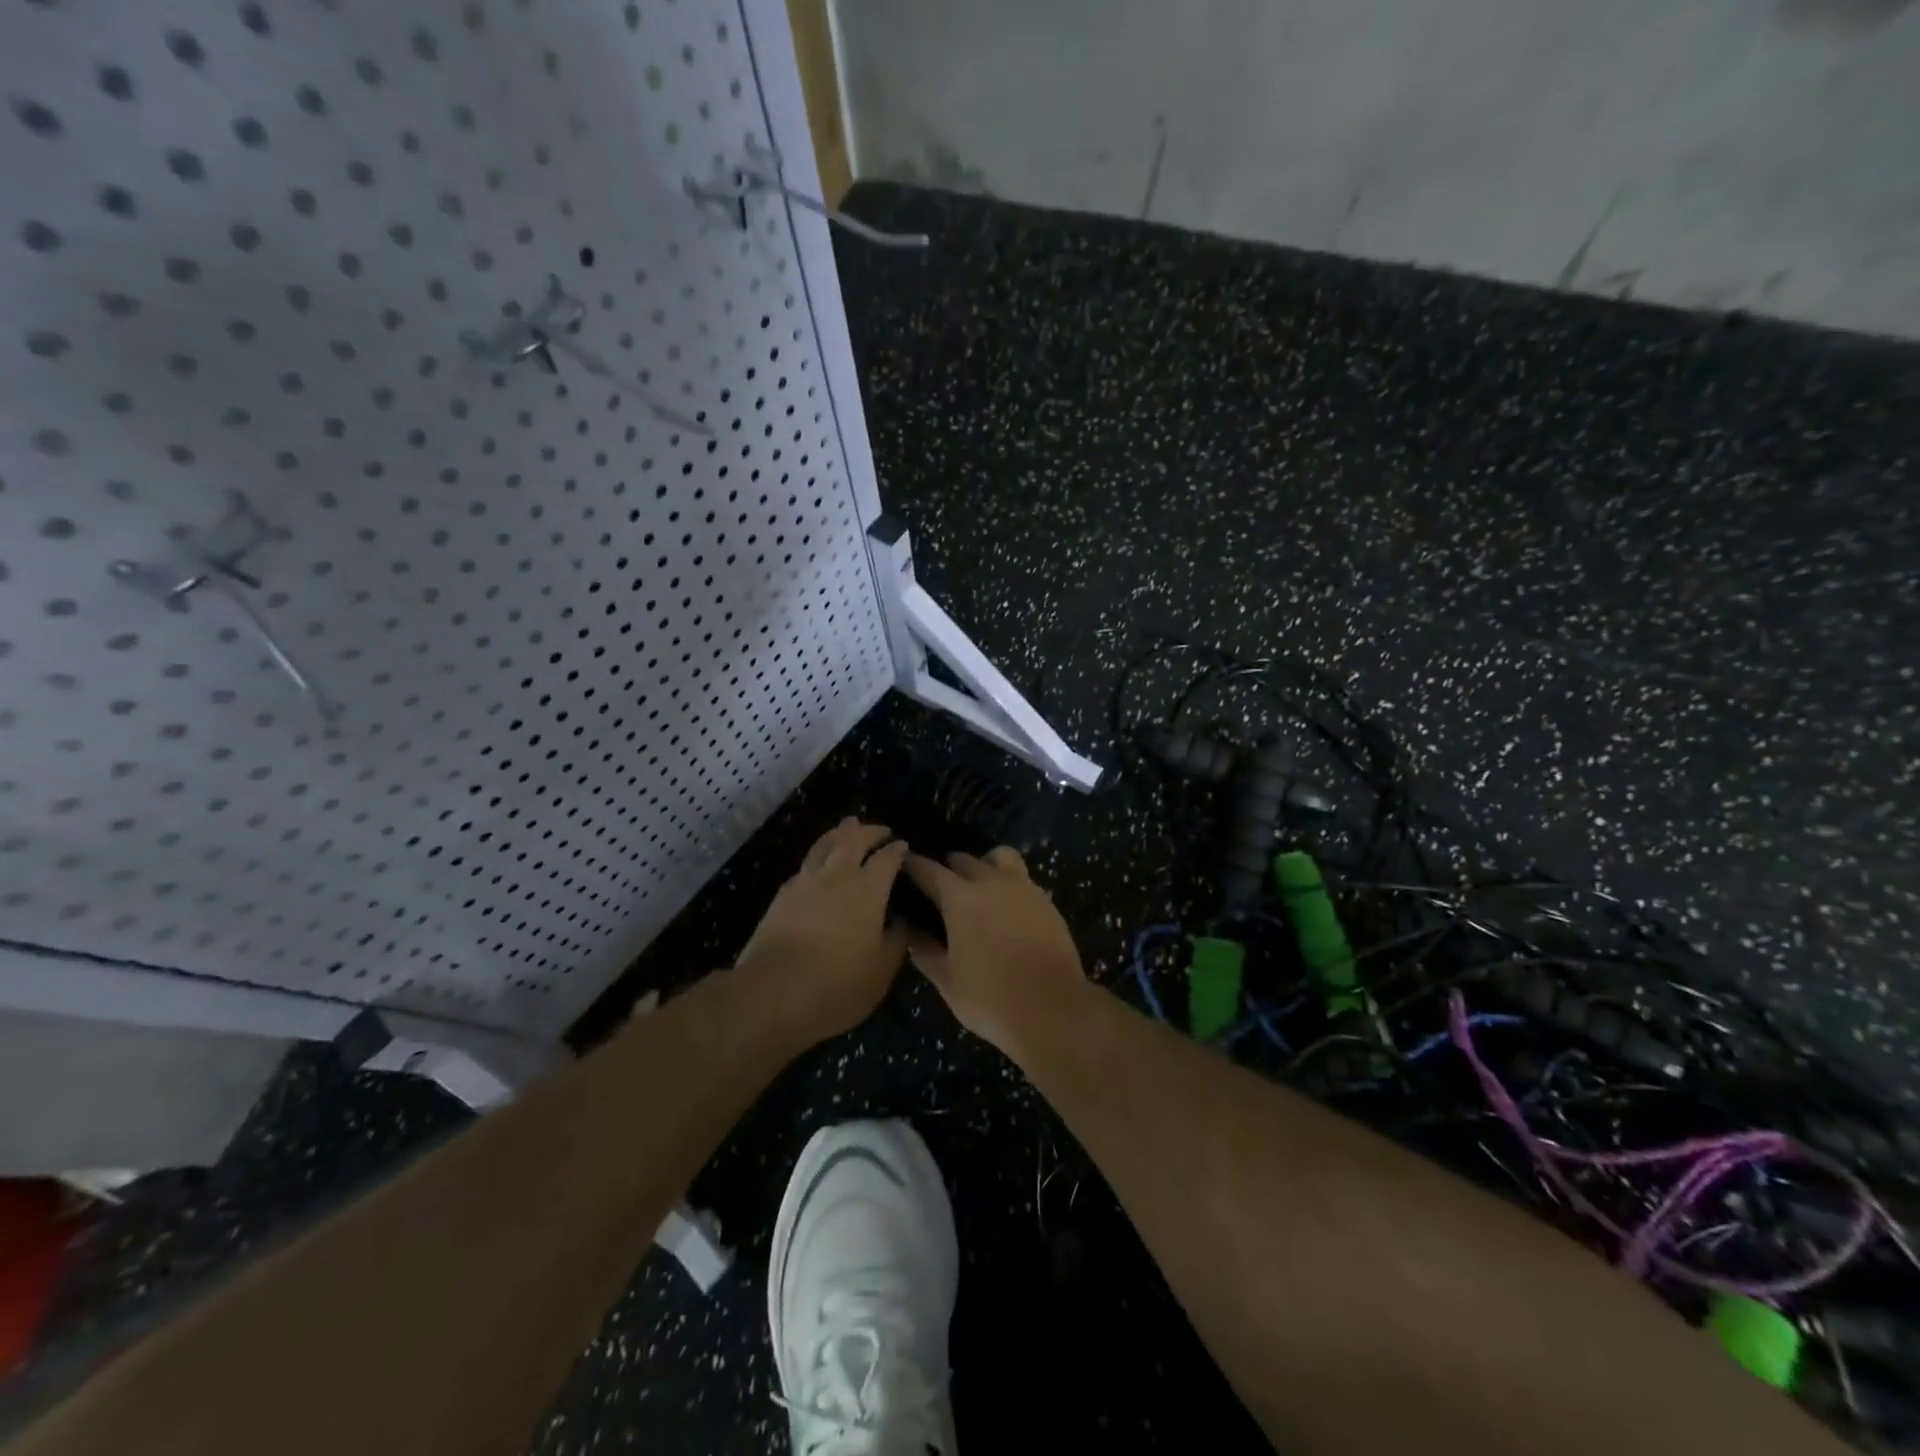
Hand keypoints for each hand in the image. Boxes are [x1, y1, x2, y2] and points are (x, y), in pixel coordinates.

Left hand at [734, 818, 909, 1048]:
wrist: (773, 993)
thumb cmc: (839, 983)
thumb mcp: (882, 969)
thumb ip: (896, 939)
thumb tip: (902, 920)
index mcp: (868, 889)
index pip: (887, 859)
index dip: (897, 850)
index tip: (903, 845)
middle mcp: (837, 876)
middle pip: (853, 840)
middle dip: (869, 831)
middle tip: (880, 829)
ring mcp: (805, 883)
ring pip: (823, 846)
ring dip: (838, 833)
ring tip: (846, 827)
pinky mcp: (781, 897)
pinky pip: (804, 867)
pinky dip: (817, 858)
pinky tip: (817, 867)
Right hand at [902, 847, 1087, 1057]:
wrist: (1052, 1008)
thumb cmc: (990, 998)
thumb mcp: (947, 982)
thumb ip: (925, 951)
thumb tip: (911, 931)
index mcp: (960, 898)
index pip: (929, 870)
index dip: (913, 865)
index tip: (903, 864)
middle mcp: (990, 882)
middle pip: (963, 859)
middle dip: (947, 866)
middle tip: (939, 883)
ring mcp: (1023, 888)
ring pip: (999, 856)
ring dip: (983, 863)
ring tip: (979, 884)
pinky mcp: (1046, 900)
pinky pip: (1022, 878)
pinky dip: (1008, 882)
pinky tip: (1006, 905)